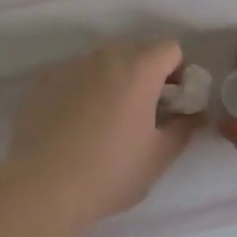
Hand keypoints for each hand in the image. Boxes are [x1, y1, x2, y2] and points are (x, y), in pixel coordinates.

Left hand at [3, 39, 202, 231]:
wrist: (42, 187)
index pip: (170, 49)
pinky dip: (81, 90)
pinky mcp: (43, 80)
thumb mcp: (158, 157)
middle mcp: (104, 56)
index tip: (172, 103)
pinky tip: (73, 125)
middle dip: (145, 75)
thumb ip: (183, 129)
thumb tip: (194, 116)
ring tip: (104, 122)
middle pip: (136, 51)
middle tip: (142, 114)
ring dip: (112, 81)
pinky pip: (73, 75)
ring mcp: (70, 65)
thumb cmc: (109, 172)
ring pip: (102, 63)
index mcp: (138, 69)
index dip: (178, 72)